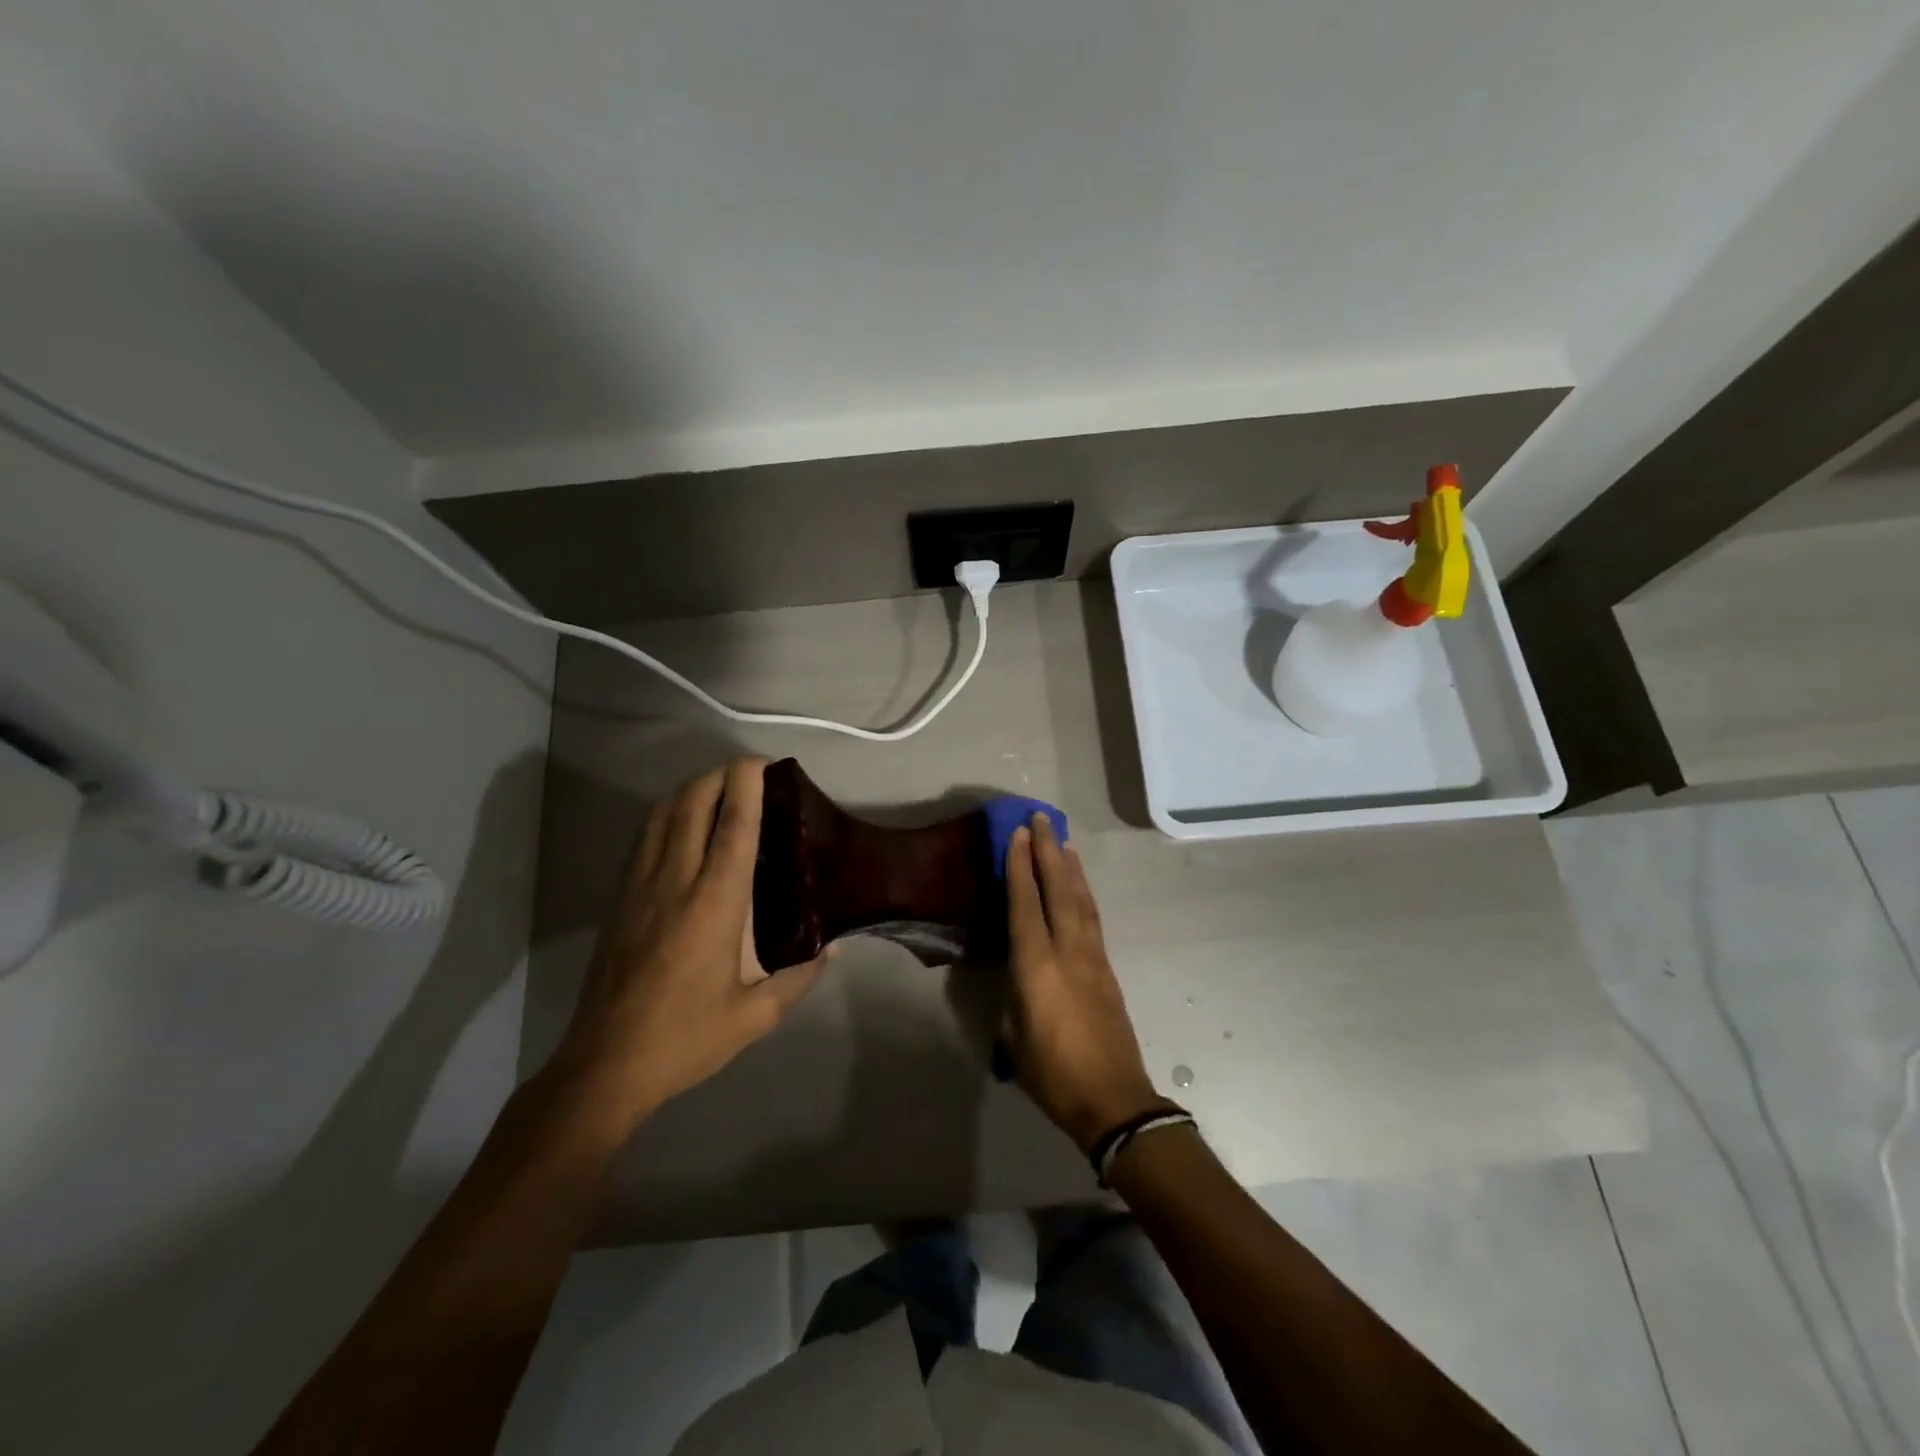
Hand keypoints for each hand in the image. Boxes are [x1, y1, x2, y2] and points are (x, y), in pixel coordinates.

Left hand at [554, 759, 827, 1129]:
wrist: (605, 1065)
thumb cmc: (686, 1038)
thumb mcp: (755, 1017)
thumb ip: (798, 977)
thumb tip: (831, 947)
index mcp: (714, 904)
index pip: (733, 826)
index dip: (748, 785)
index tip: (763, 764)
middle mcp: (675, 881)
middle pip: (692, 803)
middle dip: (719, 775)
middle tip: (749, 775)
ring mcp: (640, 886)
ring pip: (661, 813)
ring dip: (690, 790)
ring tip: (718, 791)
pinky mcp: (620, 898)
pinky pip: (644, 836)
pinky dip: (666, 814)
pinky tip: (682, 826)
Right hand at [1004, 813, 1166, 1150]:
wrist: (1114, 1100)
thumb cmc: (1053, 1074)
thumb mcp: (1014, 1036)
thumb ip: (1012, 993)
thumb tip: (1014, 970)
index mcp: (1037, 966)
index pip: (1025, 904)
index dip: (1019, 866)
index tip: (1017, 834)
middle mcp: (1067, 951)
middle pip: (1058, 889)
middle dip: (1047, 851)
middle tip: (1040, 818)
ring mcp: (1092, 957)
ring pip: (1080, 899)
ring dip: (1070, 866)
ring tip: (1062, 839)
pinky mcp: (1107, 969)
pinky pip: (1092, 917)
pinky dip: (1083, 892)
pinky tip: (1079, 885)